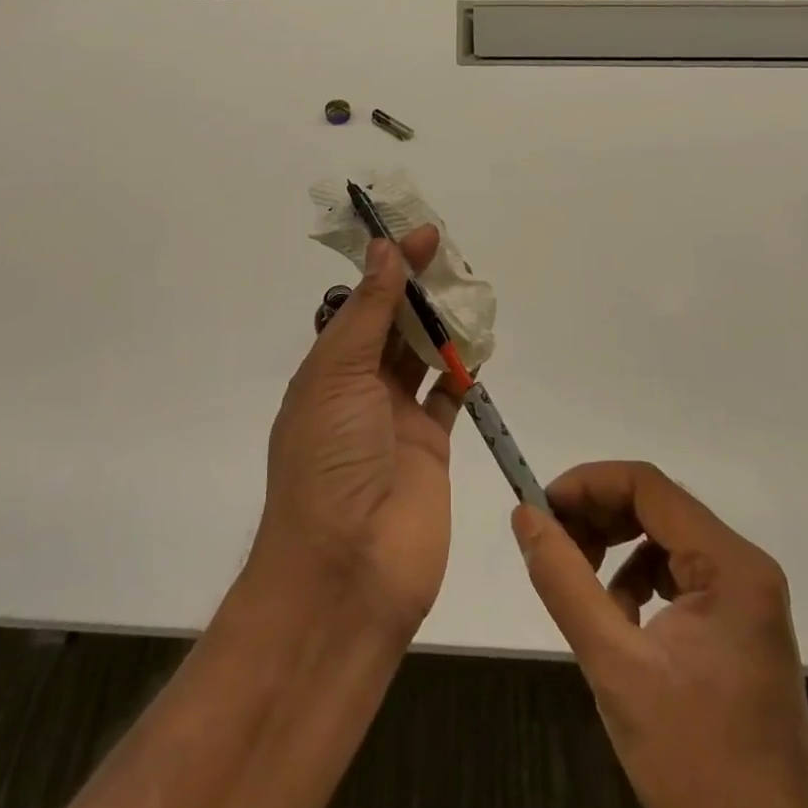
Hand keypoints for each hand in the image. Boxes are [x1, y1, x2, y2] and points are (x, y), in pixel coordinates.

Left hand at [255, 229, 460, 642]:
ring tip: (470, 290)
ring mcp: (397, 419)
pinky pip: (450, 396)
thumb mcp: (338, 375)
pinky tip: (479, 345)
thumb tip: (385, 251)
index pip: (361, 304)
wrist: (347, 572)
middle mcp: (360, 389)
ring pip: (423, 356)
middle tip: (451, 256)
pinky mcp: (432, 447)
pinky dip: (463, 370)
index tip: (421, 235)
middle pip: (393, 325)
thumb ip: (368, 313)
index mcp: (328, 370)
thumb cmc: (329, 462)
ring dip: (442, 325)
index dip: (389, 268)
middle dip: (418, 290)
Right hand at [512, 463, 807, 807]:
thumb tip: (525, 515)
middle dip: (597, 515)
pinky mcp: (739, 624)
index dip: (587, 484)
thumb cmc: (699, 765)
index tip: (541, 511)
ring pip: (662, 536)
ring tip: (580, 585)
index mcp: (729, 566)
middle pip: (655, 505)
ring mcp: (746, 596)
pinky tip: (619, 619)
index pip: (647, 485)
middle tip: (552, 545)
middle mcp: (744, 567)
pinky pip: (676, 573)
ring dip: (613, 547)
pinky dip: (636, 579)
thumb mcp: (616, 669)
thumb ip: (565, 583)